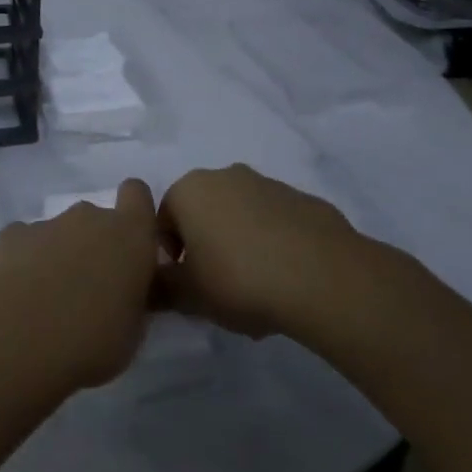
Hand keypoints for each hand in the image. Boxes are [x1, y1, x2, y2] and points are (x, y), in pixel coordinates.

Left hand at [0, 180, 161, 390]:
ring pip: (60, 232)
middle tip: (89, 289)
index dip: (135, 213)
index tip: (131, 246)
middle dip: (95, 245)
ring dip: (59, 256)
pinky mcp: (10, 235)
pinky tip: (17, 295)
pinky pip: (26, 242)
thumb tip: (127, 291)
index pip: (138, 194)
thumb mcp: (132, 332)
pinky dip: (25, 261)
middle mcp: (89, 218)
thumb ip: (133, 299)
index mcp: (129, 235)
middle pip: (97, 219)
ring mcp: (47, 223)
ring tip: (47, 301)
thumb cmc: (89, 341)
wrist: (14, 339)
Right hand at [156, 164, 362, 337]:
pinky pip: (276, 223)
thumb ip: (161, 289)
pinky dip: (273, 245)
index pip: (162, 220)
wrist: (322, 277)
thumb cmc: (239, 279)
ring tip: (255, 289)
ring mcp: (268, 184)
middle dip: (205, 247)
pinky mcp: (304, 200)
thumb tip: (149, 287)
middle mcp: (226, 176)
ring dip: (239, 244)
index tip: (184, 285)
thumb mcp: (189, 296)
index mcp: (190, 190)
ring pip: (241, 216)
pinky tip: (285, 280)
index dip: (169, 256)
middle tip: (216, 288)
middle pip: (203, 213)